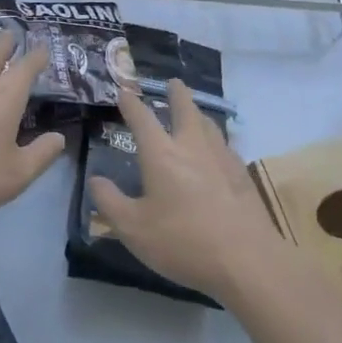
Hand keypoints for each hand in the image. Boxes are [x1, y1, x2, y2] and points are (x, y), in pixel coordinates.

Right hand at [88, 81, 291, 302]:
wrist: (246, 259)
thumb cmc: (182, 242)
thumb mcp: (133, 229)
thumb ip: (110, 202)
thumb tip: (95, 180)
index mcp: (161, 155)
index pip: (142, 119)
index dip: (131, 103)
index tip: (124, 91)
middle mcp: (192, 147)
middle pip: (185, 110)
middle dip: (177, 94)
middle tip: (173, 82)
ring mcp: (222, 159)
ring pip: (209, 124)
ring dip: (198, 113)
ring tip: (195, 112)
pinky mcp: (242, 176)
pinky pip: (225, 145)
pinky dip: (216, 139)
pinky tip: (217, 151)